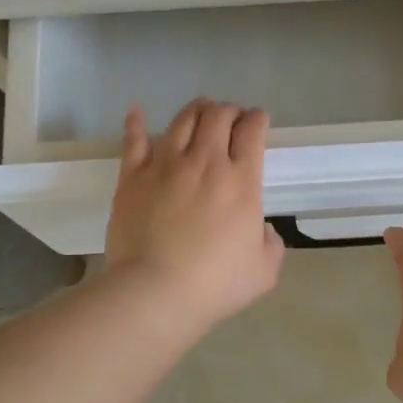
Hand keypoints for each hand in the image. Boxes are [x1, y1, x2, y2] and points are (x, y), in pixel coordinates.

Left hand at [105, 99, 285, 332]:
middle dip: (229, 110)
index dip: (257, 120)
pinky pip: (134, 139)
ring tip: (200, 111)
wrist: (155, 292)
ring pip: (183, 120)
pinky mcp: (132, 177)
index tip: (258, 121)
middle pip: (218, 116)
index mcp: (241, 181)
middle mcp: (205, 162)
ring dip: (196, 109)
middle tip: (231, 118)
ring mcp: (165, 165)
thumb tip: (260, 229)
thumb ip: (270, 243)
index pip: (252, 132)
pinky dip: (137, 122)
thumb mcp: (264, 270)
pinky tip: (137, 111)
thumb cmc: (214, 284)